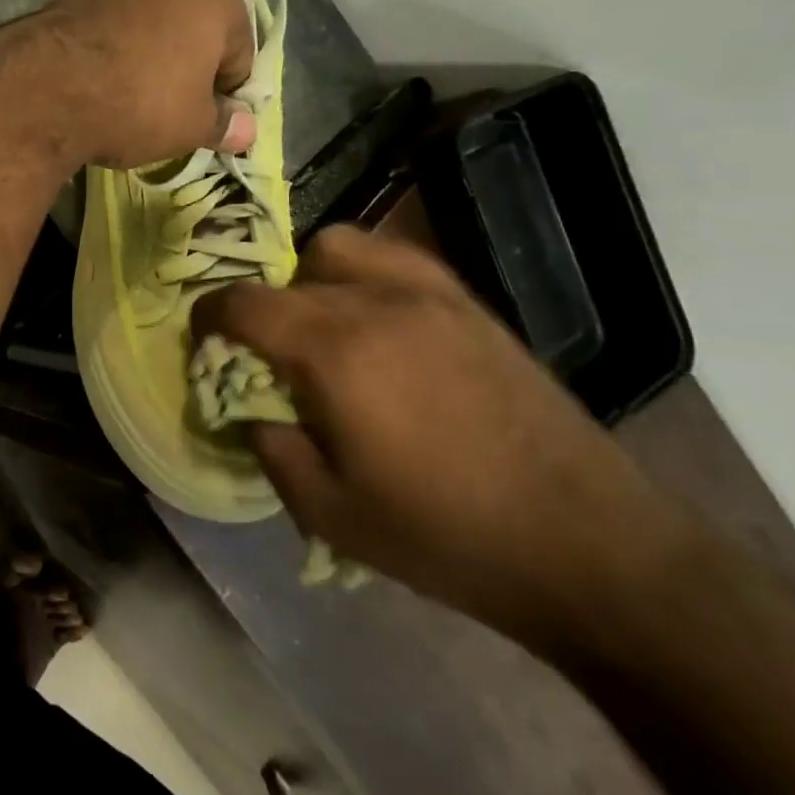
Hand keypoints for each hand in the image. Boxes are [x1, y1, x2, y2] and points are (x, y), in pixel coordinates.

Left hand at [0, 0, 258, 170]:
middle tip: (168, 109)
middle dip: (188, 65)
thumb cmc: (140, 106)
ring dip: (152, 34)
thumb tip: (247, 130)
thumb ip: (222, 124)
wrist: (52, 90)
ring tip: (139, 73)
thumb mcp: (192, 127)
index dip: (226, 95)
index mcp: (218, 4)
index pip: (239, 58)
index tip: (206, 123)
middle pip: (193, 32)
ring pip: (150, 12)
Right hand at [192, 225, 680, 645]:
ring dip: (310, 274)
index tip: (203, 339)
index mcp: (333, 351)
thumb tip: (251, 408)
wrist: (591, 547)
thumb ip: (271, 448)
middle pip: (288, 271)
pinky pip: (395, 259)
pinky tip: (377, 320)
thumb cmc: (447, 536)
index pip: (243, 303)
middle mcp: (375, 303)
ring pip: (340, 246)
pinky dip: (364, 273)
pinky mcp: (469, 304)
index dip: (209, 316)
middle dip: (261, 303)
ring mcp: (428, 296)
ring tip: (321, 324)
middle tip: (269, 348)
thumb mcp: (330, 513)